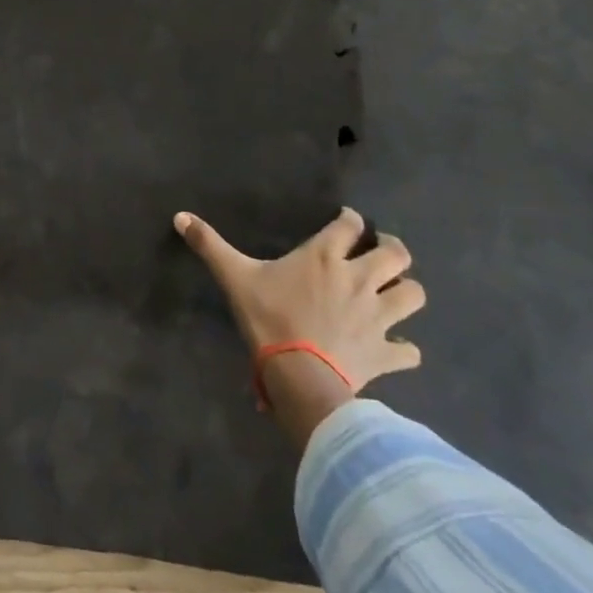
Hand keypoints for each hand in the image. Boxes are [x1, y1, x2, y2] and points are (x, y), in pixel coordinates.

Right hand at [174, 206, 424, 445]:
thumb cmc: (268, 318)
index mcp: (325, 257)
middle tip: (382, 250)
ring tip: (395, 291)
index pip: (349, 226)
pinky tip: (397, 347)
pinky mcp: (385, 353)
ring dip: (407, 291)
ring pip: (413, 295)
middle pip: (396, 254)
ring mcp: (378, 317)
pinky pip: (409, 350)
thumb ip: (209, 245)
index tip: (347, 221)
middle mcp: (358, 279)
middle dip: (393, 249)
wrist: (299, 376)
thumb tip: (179, 216)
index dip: (351, 219)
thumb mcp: (234, 276)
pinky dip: (406, 348)